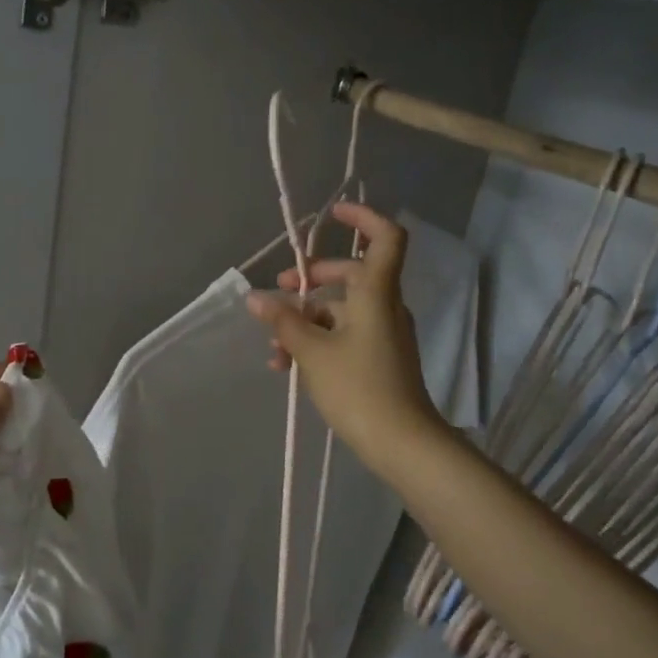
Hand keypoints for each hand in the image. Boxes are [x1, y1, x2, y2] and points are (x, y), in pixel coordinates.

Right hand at [246, 202, 444, 476]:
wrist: (402, 442)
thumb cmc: (358, 388)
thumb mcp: (312, 352)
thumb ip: (283, 321)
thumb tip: (255, 297)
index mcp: (376, 294)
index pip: (385, 238)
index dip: (362, 217)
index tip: (332, 215)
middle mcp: (384, 306)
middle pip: (350, 275)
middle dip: (310, 280)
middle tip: (279, 291)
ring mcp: (383, 333)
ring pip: (341, 310)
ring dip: (306, 320)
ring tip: (275, 348)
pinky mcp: (379, 357)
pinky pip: (345, 335)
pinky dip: (318, 341)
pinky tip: (289, 365)